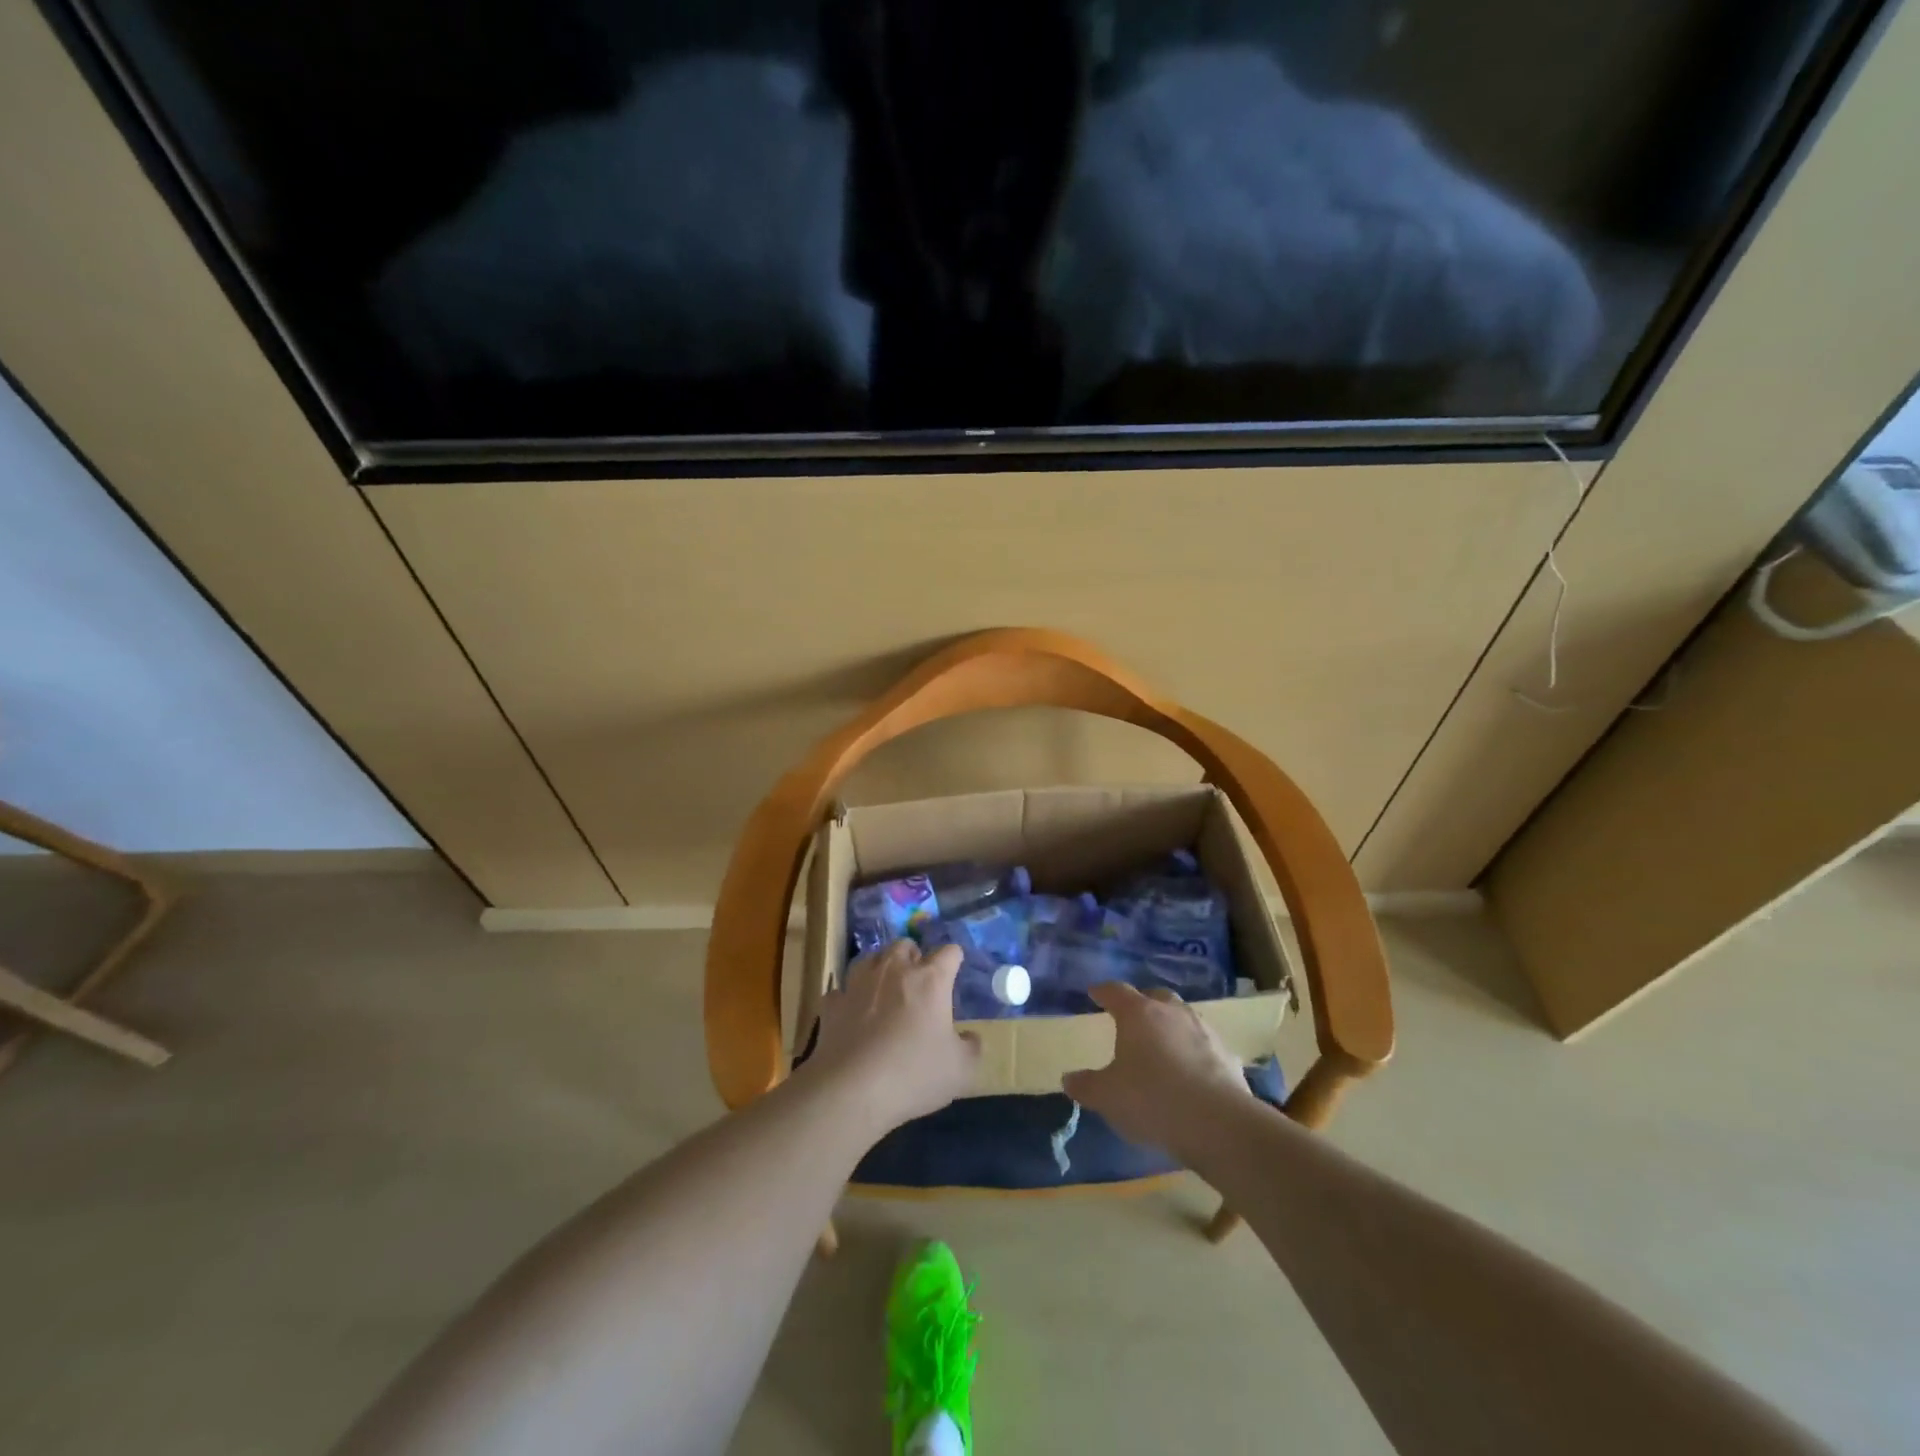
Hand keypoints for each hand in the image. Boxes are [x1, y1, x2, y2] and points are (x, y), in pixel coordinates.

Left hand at [807, 939, 980, 1136]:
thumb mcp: (961, 1070)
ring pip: (870, 958)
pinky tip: (852, 1013)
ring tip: (885, 987)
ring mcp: (858, 984)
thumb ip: (971, 1048)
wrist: (852, 1090)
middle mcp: (893, 971)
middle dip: (913, 955)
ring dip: (880, 967)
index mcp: (930, 980)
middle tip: (918, 979)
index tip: (955, 970)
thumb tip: (970, 1037)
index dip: (954, 959)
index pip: (949, 952)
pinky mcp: (833, 1004)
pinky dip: (848, 998)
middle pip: (904, 945)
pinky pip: (841, 991)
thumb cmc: (914, 1074)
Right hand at [1062, 981, 1250, 1158]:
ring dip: (1171, 1025)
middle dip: (1142, 1002)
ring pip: (1183, 1017)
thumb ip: (1086, 1085)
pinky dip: (1194, 1051)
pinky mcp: (1227, 1055)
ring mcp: (1204, 1031)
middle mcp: (1172, 1013)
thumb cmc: (1152, 1100)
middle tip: (1131, 1017)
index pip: (1116, 992)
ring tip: (1162, 1044)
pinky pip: (1204, 1045)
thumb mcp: (1108, 1097)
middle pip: (1155, 996)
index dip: (1103, 992)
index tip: (1095, 992)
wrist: (1218, 1123)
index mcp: (1139, 1014)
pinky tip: (1190, 1071)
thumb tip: (1069, 1079)